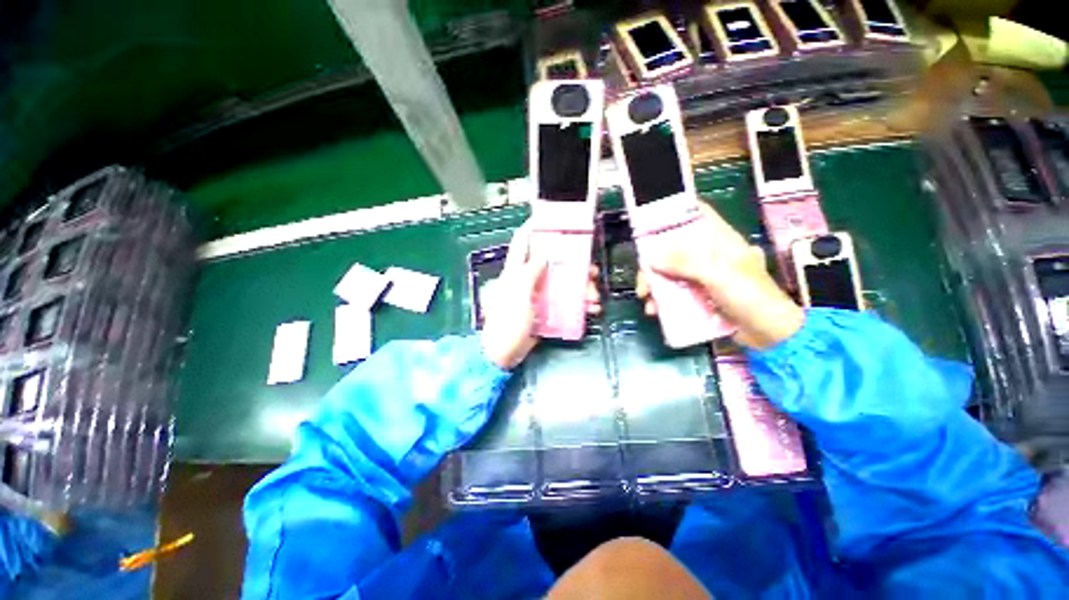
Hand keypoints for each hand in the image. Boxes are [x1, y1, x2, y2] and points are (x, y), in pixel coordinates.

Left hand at [481, 224, 601, 368]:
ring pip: (562, 283)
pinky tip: (590, 309)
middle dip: (573, 264)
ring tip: (594, 297)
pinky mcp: (545, 311)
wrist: (503, 355)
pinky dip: (579, 304)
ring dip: (581, 287)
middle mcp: (527, 279)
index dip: (533, 228)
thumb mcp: (518, 294)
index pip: (522, 243)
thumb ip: (530, 272)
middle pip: (552, 263)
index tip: (551, 218)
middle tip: (592, 269)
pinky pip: (564, 302)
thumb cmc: (507, 323)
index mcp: (515, 271)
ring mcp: (537, 296)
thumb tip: (544, 252)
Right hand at [635, 204, 803, 349]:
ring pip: (670, 270)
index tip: (650, 222)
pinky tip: (655, 310)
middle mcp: (708, 253)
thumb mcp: (718, 276)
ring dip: (654, 284)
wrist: (768, 334)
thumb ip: (685, 264)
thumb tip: (651, 257)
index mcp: (720, 240)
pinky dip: (662, 299)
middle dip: (653, 261)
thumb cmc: (750, 297)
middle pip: (674, 246)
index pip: (697, 214)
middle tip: (642, 277)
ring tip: (646, 299)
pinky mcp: (698, 293)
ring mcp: (702, 274)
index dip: (674, 213)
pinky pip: (673, 291)